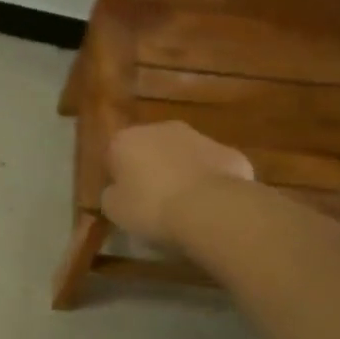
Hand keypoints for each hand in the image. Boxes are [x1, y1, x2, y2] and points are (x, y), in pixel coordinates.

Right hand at [102, 122, 253, 247]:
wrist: (209, 208)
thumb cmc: (151, 207)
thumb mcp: (115, 210)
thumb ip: (111, 194)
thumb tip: (117, 190)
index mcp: (125, 139)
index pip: (113, 154)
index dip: (118, 177)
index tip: (124, 198)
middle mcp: (160, 128)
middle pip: (149, 148)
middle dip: (150, 168)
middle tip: (153, 200)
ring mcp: (198, 136)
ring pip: (183, 154)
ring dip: (181, 171)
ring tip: (184, 205)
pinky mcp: (228, 151)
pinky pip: (211, 167)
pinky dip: (209, 180)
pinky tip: (211, 205)